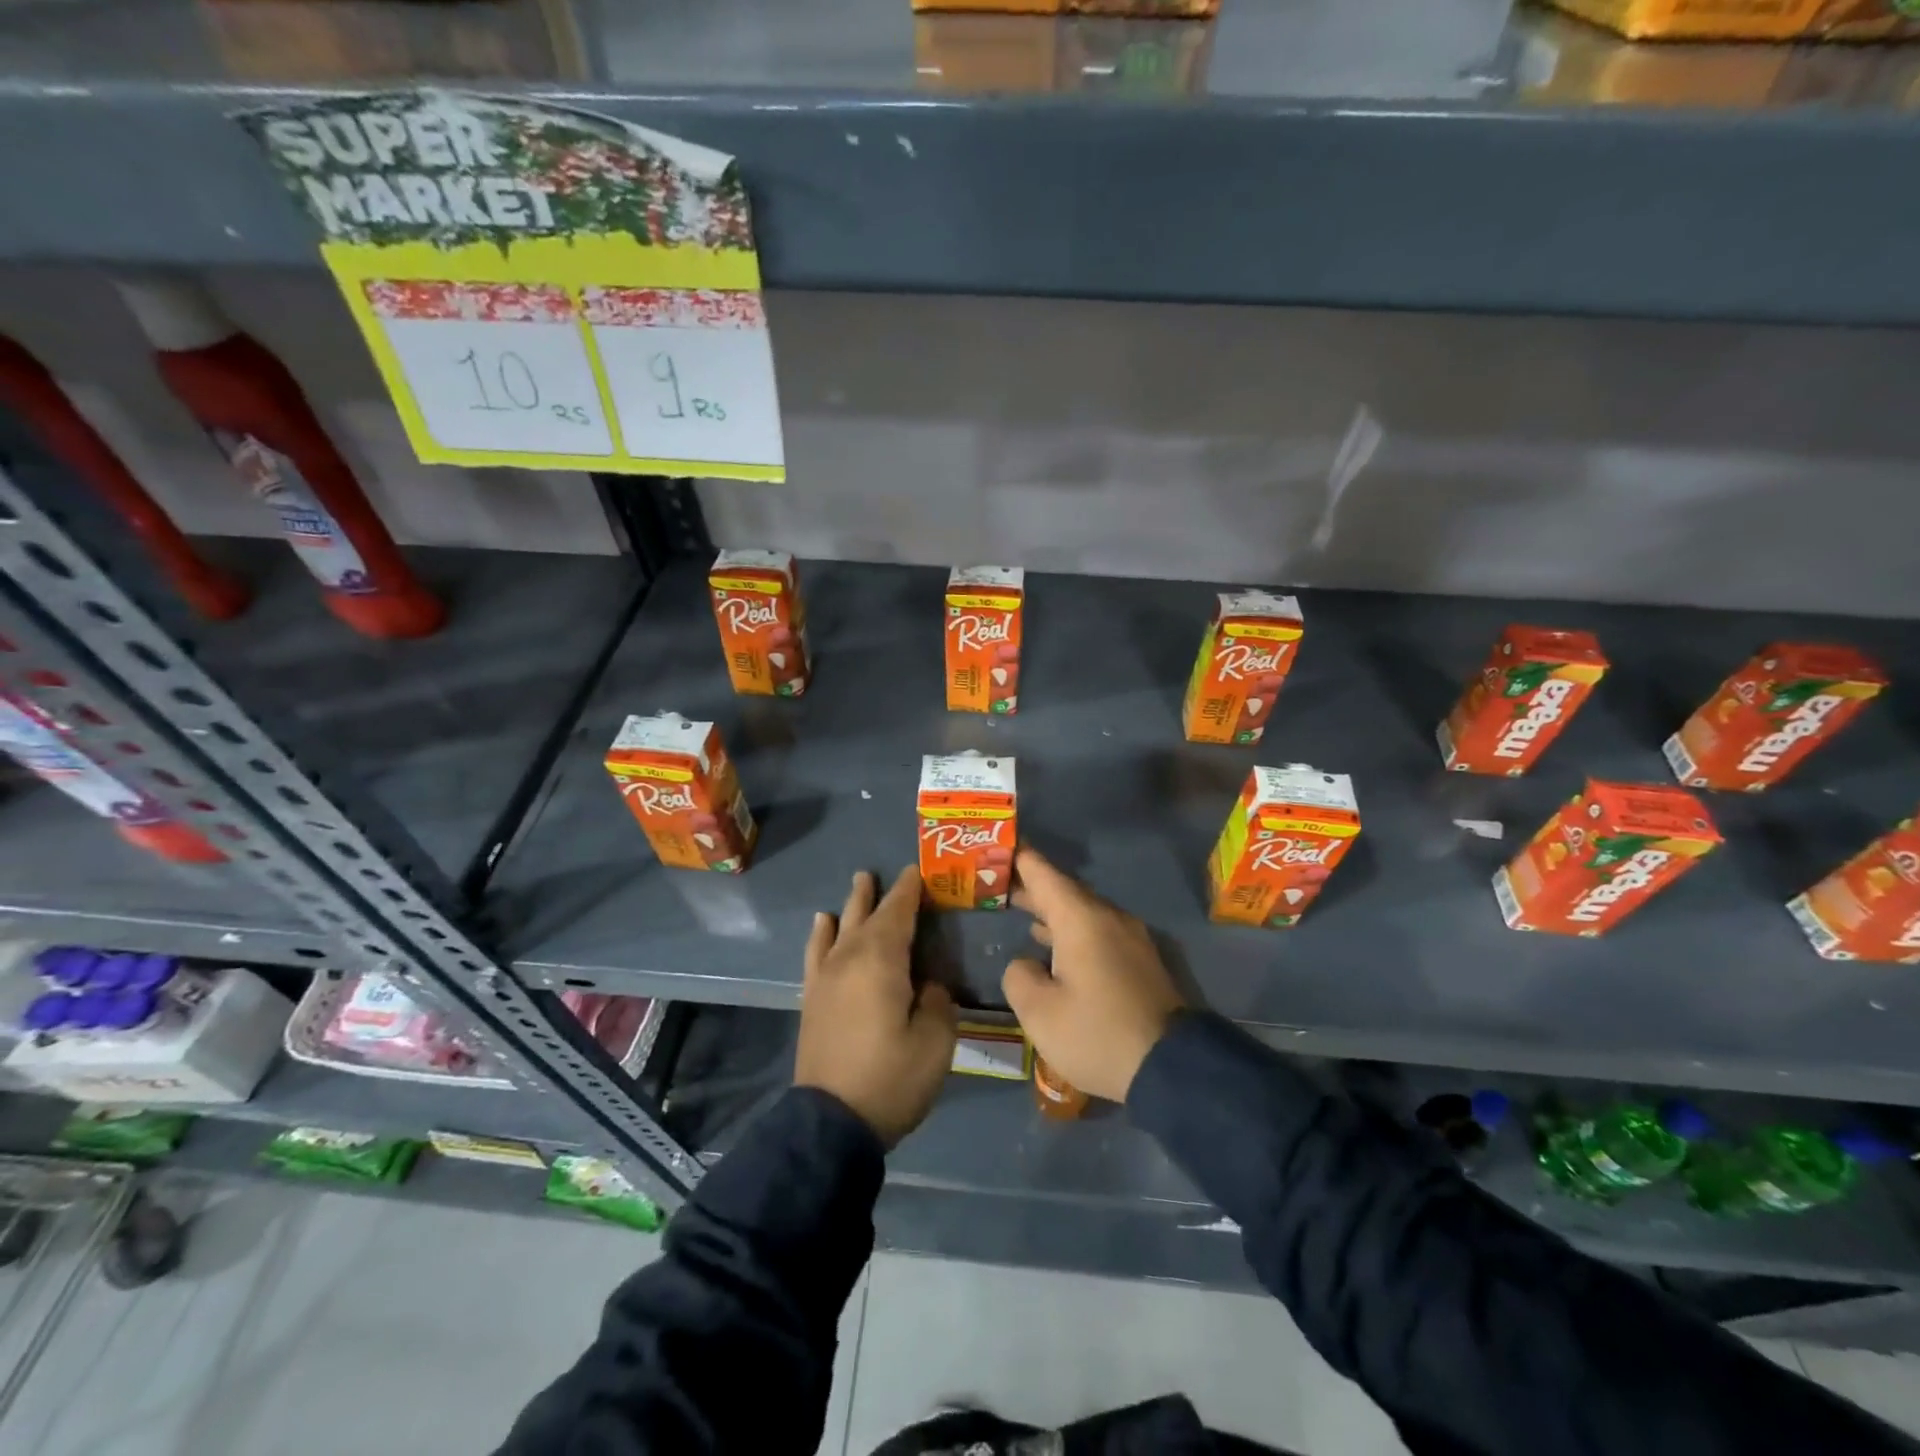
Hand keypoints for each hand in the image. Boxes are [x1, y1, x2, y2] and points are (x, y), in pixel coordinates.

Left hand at [796, 868, 956, 1146]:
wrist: (832, 1122)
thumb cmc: (891, 1078)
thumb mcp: (936, 1041)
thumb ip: (936, 1001)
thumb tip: (926, 985)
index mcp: (882, 960)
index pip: (898, 912)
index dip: (910, 890)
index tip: (919, 870)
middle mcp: (849, 958)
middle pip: (867, 915)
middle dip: (880, 893)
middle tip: (889, 873)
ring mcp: (826, 978)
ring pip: (840, 928)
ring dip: (852, 905)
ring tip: (859, 883)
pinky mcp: (812, 999)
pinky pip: (816, 953)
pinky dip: (821, 934)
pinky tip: (823, 924)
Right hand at [1001, 846, 1184, 1102]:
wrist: (1171, 1067)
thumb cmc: (1096, 1034)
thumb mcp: (1039, 1012)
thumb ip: (1019, 976)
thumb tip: (1026, 964)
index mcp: (1081, 919)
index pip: (1044, 874)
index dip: (1020, 857)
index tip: (1000, 844)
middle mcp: (1108, 918)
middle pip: (1064, 890)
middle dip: (1032, 885)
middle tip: (998, 881)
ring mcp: (1129, 938)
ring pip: (1082, 912)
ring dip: (1052, 910)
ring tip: (1020, 909)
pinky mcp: (1140, 961)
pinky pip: (1097, 931)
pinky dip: (1071, 930)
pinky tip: (1054, 946)